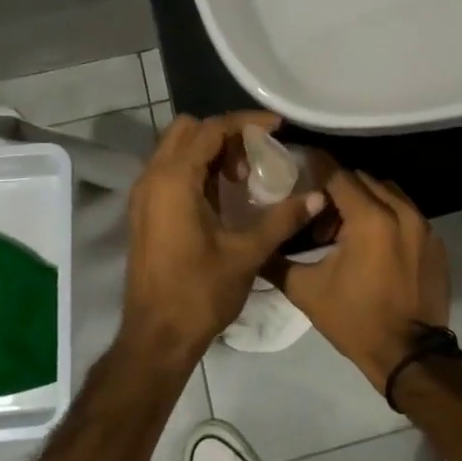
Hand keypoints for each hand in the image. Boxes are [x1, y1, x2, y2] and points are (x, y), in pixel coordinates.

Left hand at [122, 111, 325, 366]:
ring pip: (175, 149)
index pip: (210, 129)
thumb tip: (318, 196)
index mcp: (174, 180)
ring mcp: (143, 195)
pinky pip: (169, 171)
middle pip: (187, 130)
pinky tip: (222, 196)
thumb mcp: (247, 253)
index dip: (245, 123)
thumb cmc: (199, 293)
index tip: (276, 127)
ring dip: (209, 151)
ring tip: (242, 178)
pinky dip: (195, 169)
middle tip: (255, 157)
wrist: (156, 337)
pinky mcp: (144, 212)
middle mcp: (152, 178)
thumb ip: (282, 219)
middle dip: (224, 134)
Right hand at [268, 167, 449, 386]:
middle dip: (339, 189)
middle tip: (318, 212)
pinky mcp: (436, 243)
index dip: (315, 168)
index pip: (338, 174)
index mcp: (370, 218)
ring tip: (346, 229)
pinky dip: (388, 217)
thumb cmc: (355, 320)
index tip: (298, 166)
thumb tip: (256, 244)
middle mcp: (401, 212)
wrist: (409, 356)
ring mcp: (424, 226)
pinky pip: (407, 213)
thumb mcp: (307, 291)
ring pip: (388, 193)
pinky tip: (373, 244)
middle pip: (364, 180)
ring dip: (365, 200)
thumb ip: (277, 260)